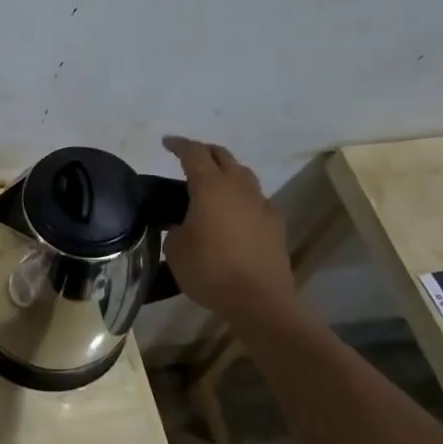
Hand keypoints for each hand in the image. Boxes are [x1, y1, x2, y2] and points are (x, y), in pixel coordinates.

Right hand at [161, 135, 299, 330]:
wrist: (259, 301)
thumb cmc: (210, 271)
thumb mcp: (176, 249)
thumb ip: (176, 228)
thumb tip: (184, 224)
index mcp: (209, 186)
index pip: (193, 153)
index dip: (178, 145)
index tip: (166, 143)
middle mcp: (238, 187)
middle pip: (222, 156)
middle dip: (204, 152)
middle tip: (188, 158)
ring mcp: (261, 204)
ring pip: (243, 174)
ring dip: (226, 171)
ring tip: (213, 183)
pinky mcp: (275, 223)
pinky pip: (257, 199)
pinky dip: (243, 197)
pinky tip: (237, 210)